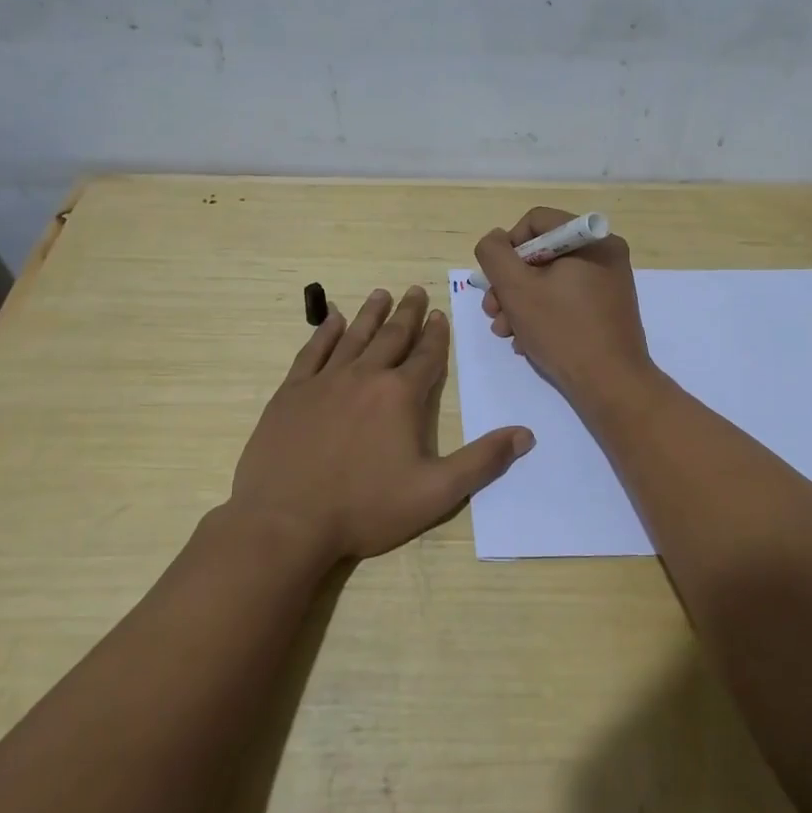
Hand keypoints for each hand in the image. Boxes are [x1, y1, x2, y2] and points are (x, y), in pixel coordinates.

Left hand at [230, 285, 534, 561]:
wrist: (285, 522)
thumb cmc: (365, 508)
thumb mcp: (435, 493)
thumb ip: (482, 462)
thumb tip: (525, 435)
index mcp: (401, 396)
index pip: (427, 356)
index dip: (437, 335)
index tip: (441, 314)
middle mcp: (365, 377)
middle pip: (392, 336)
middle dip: (408, 313)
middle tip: (415, 290)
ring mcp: (324, 382)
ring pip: (354, 336)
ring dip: (371, 314)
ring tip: (381, 293)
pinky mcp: (292, 393)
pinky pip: (312, 352)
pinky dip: (325, 333)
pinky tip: (333, 320)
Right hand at [474, 208, 656, 404]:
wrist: (611, 384)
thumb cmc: (562, 330)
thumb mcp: (516, 288)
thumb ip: (495, 254)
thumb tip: (495, 239)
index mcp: (590, 239)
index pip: (535, 222)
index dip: (507, 248)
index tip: (496, 281)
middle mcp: (604, 253)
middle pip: (541, 253)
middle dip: (510, 284)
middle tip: (493, 312)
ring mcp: (609, 282)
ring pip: (550, 280)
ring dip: (520, 303)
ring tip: (505, 332)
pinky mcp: (607, 309)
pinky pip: (566, 299)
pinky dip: (543, 315)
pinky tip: (526, 341)